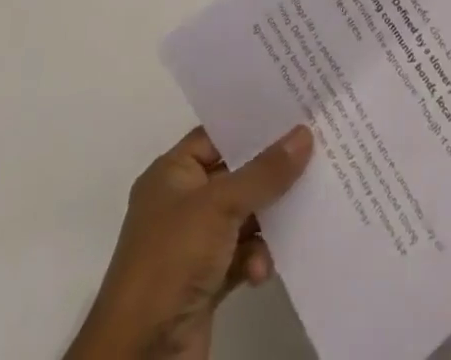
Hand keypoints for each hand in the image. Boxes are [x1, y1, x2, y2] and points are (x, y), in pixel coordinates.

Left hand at [66, 124, 313, 359]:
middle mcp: (181, 204)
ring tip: (295, 219)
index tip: (293, 114)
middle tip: (311, 157)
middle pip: (235, 176)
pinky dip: (255, 259)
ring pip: (243, 217)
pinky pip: (241, 255)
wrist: (140, 356)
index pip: (217, 136)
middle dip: (269, 174)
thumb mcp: (220, 206)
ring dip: (266, 223)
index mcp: (171, 175)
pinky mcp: (205, 281)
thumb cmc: (172, 259)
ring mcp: (193, 244)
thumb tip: (304, 133)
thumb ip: (265, 172)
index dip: (252, 126)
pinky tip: (261, 271)